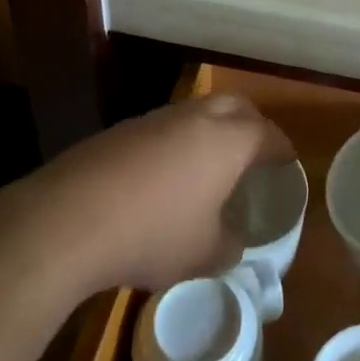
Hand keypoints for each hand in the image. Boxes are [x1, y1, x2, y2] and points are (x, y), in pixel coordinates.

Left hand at [18, 93, 294, 295]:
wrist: (72, 217)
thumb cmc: (154, 232)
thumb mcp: (203, 254)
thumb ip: (229, 246)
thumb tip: (233, 241)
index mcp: (227, 140)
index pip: (267, 133)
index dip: (281, 147)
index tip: (287, 160)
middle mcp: (195, 118)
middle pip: (235, 106)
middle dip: (251, 124)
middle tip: (255, 152)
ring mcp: (155, 119)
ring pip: (196, 113)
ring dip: (210, 130)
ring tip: (209, 164)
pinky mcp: (122, 130)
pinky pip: (163, 128)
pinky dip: (175, 143)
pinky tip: (164, 177)